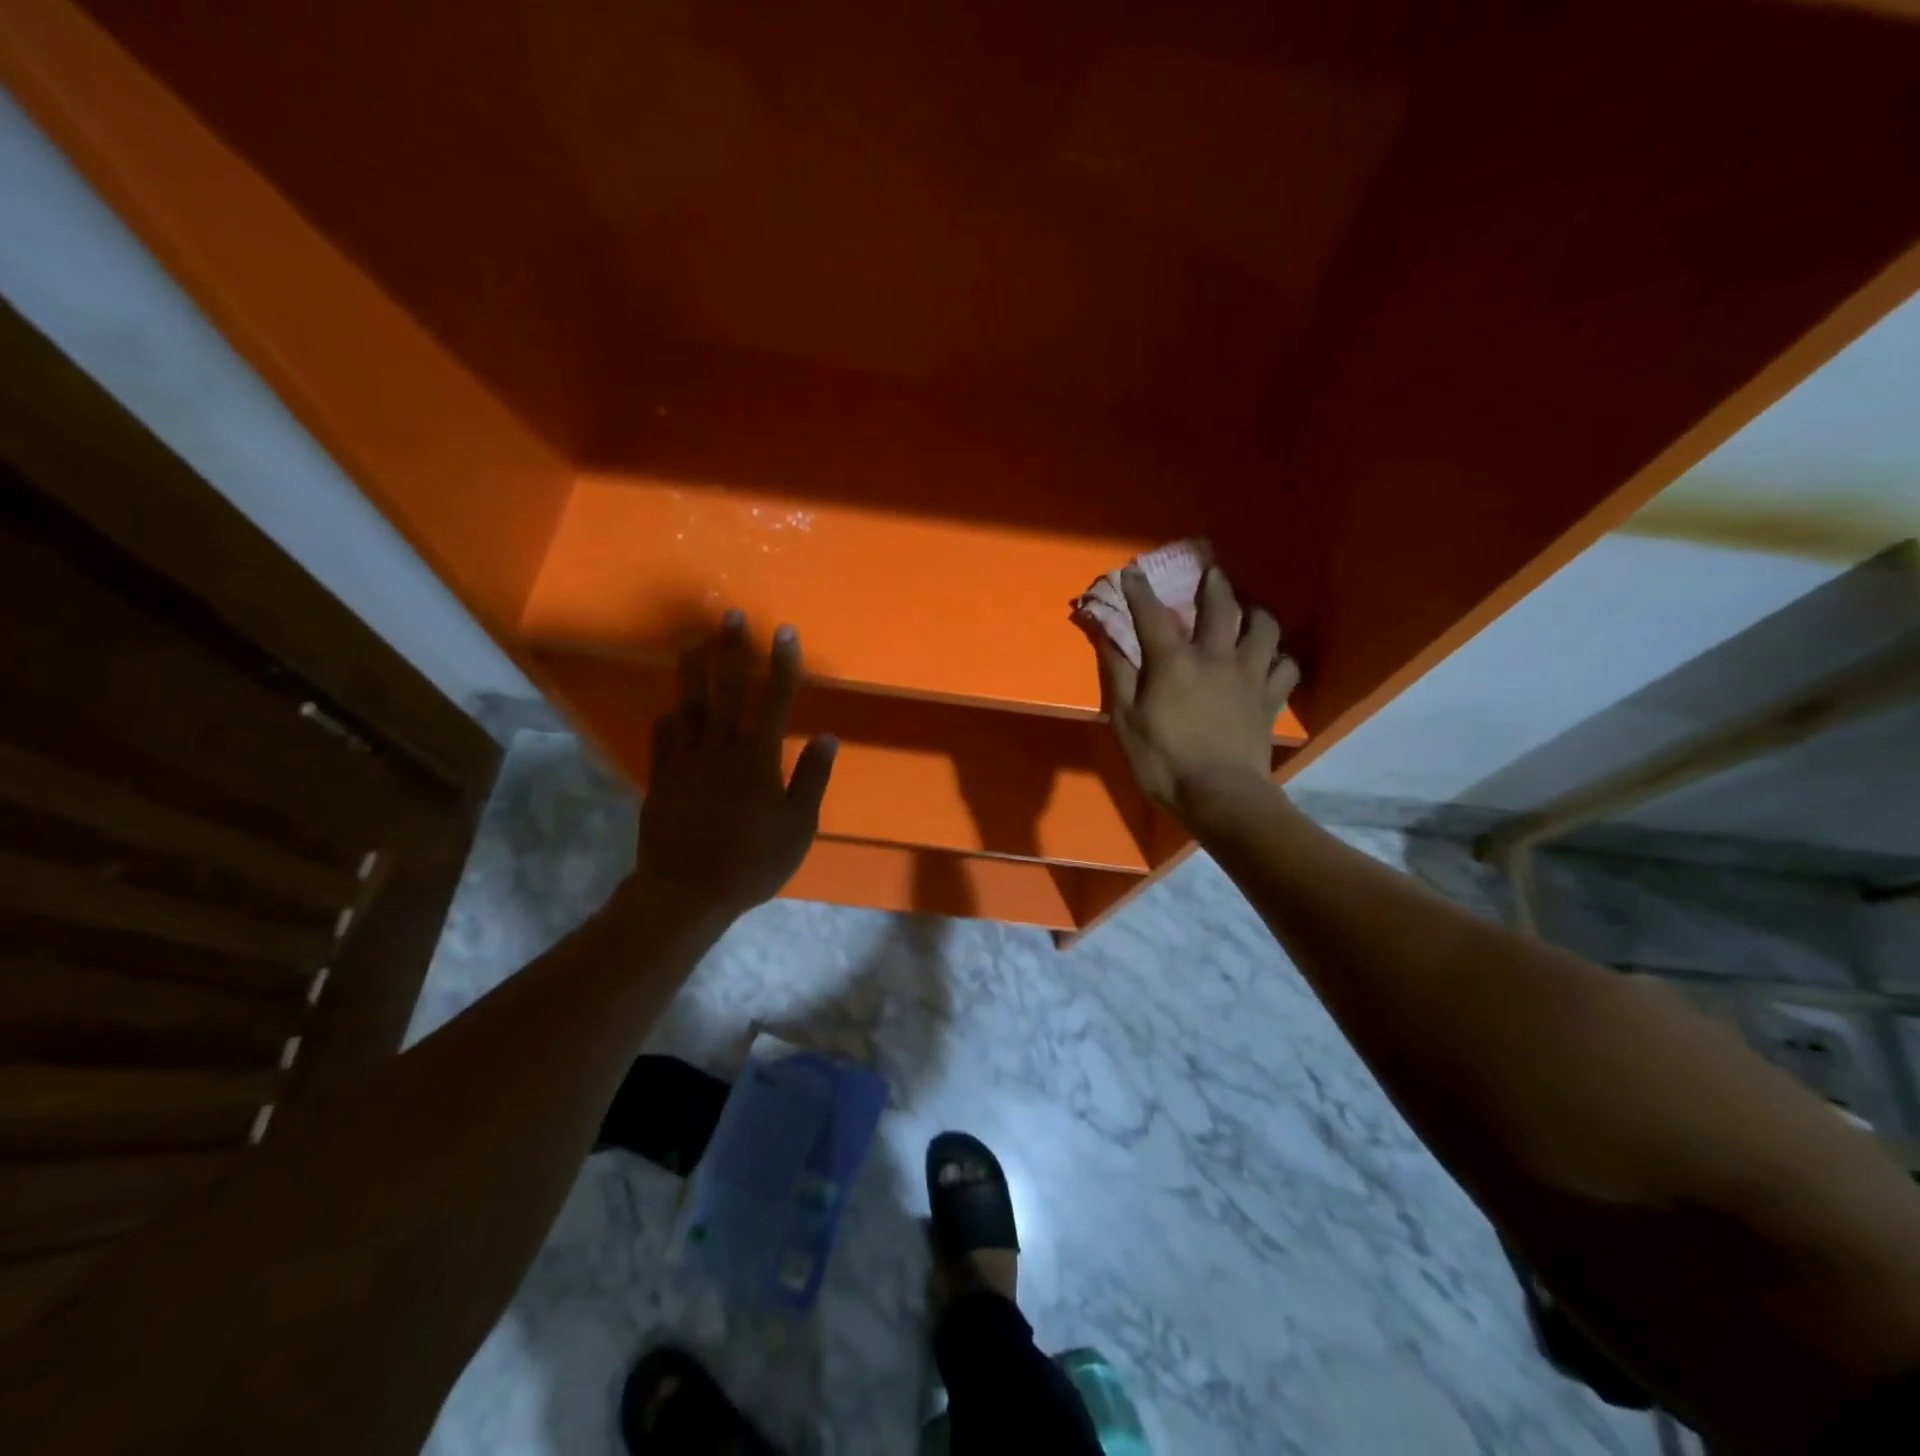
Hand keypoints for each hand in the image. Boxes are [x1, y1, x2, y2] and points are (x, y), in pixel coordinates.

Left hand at [635, 611, 837, 919]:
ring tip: (692, 641)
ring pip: (689, 704)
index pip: (775, 700)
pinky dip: (670, 716)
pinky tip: (672, 706)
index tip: (785, 631)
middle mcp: (720, 747)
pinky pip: (663, 736)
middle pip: (727, 689)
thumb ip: (812, 778)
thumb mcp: (798, 825)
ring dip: (692, 669)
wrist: (687, 891)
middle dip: (732, 649)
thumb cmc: (753, 861)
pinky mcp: (661, 777)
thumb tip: (828, 737)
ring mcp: (685, 760)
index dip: (783, 664)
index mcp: (757, 757)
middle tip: (729, 616)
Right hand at [1095, 565, 1298, 821]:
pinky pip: (1287, 667)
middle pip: (1220, 606)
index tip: (1133, 571)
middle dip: (1212, 583)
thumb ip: (1118, 674)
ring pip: (1264, 628)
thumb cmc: (1163, 761)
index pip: (1153, 615)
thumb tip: (1106, 636)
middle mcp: (1215, 657)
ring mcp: (1250, 676)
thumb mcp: (1125, 721)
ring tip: (1250, 610)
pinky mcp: (1271, 699)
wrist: (1219, 795)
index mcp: (1174, 662)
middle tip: (1211, 570)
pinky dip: (1281, 657)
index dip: (1141, 591)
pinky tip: (1273, 658)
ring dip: (1256, 612)